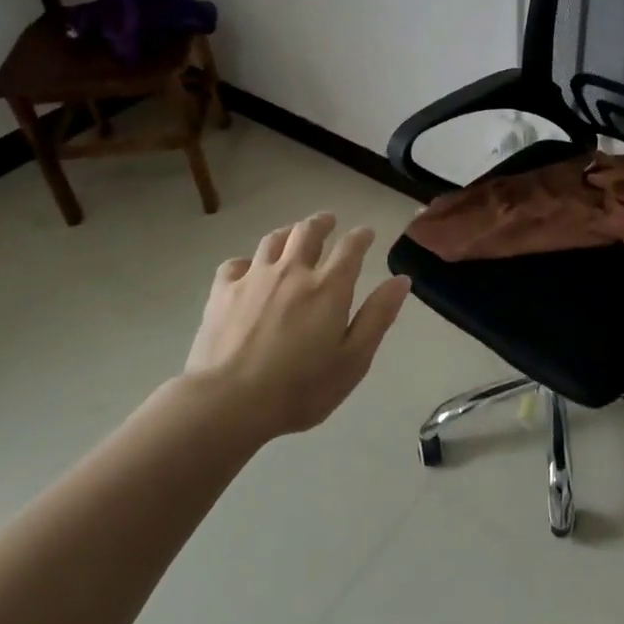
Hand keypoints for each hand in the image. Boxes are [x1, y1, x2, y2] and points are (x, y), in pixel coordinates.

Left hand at [180, 212, 409, 439]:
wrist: (229, 402)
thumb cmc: (301, 388)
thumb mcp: (354, 359)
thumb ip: (378, 316)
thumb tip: (401, 279)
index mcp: (329, 287)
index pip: (350, 248)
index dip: (361, 236)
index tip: (366, 233)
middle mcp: (293, 272)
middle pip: (308, 232)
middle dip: (322, 223)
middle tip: (329, 221)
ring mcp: (254, 278)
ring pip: (273, 240)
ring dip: (288, 232)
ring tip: (293, 234)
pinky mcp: (222, 292)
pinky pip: (236, 263)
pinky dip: (248, 261)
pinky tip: (249, 270)